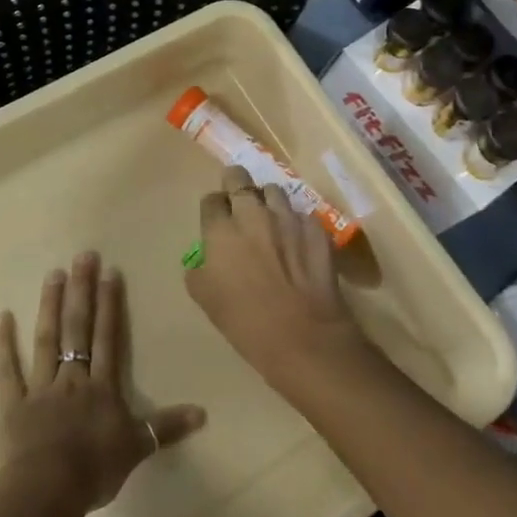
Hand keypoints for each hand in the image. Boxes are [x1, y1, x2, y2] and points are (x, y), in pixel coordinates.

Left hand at [0, 252, 204, 514]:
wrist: (47, 492)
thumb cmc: (94, 470)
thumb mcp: (137, 448)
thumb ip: (166, 427)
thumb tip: (203, 412)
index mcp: (101, 387)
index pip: (107, 337)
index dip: (110, 304)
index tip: (109, 272)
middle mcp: (72, 377)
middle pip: (78, 328)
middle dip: (81, 290)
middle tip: (82, 256)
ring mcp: (40, 387)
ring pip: (46, 339)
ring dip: (49, 305)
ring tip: (53, 273)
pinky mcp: (13, 404)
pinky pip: (7, 370)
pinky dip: (4, 344)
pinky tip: (2, 317)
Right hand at [188, 166, 369, 386]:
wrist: (303, 338)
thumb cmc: (246, 322)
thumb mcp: (206, 299)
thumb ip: (199, 270)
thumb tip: (205, 259)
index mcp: (221, 230)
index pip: (211, 200)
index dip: (213, 209)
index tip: (217, 220)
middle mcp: (253, 214)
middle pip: (239, 178)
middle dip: (235, 184)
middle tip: (238, 201)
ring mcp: (288, 217)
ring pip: (273, 190)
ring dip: (267, 201)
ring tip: (270, 220)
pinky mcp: (316, 228)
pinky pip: (302, 215)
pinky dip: (297, 223)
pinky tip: (298, 241)